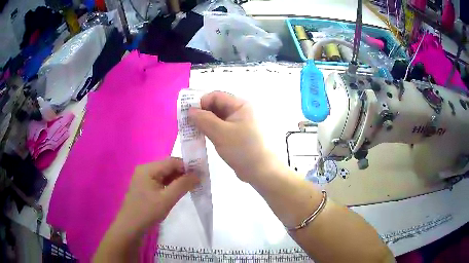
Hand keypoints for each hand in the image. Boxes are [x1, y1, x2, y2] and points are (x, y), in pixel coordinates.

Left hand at [117, 158, 198, 231]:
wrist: (130, 227)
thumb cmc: (147, 212)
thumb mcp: (167, 199)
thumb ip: (183, 185)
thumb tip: (198, 174)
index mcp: (148, 169)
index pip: (172, 161)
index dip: (188, 166)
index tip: (202, 174)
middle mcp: (145, 170)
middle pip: (168, 167)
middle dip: (183, 173)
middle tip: (198, 182)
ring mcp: (144, 178)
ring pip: (165, 175)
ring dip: (178, 180)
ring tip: (192, 187)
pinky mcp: (145, 187)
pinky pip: (160, 182)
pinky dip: (171, 185)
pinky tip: (179, 191)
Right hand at [189, 91, 275, 182]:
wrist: (260, 171)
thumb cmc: (242, 149)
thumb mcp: (220, 133)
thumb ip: (204, 119)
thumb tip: (190, 110)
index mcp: (240, 105)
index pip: (216, 96)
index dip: (201, 102)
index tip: (189, 114)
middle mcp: (241, 110)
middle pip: (217, 105)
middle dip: (202, 112)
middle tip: (187, 123)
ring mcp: (239, 123)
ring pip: (218, 117)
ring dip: (205, 122)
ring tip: (192, 130)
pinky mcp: (237, 134)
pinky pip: (221, 127)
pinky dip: (211, 129)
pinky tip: (202, 136)